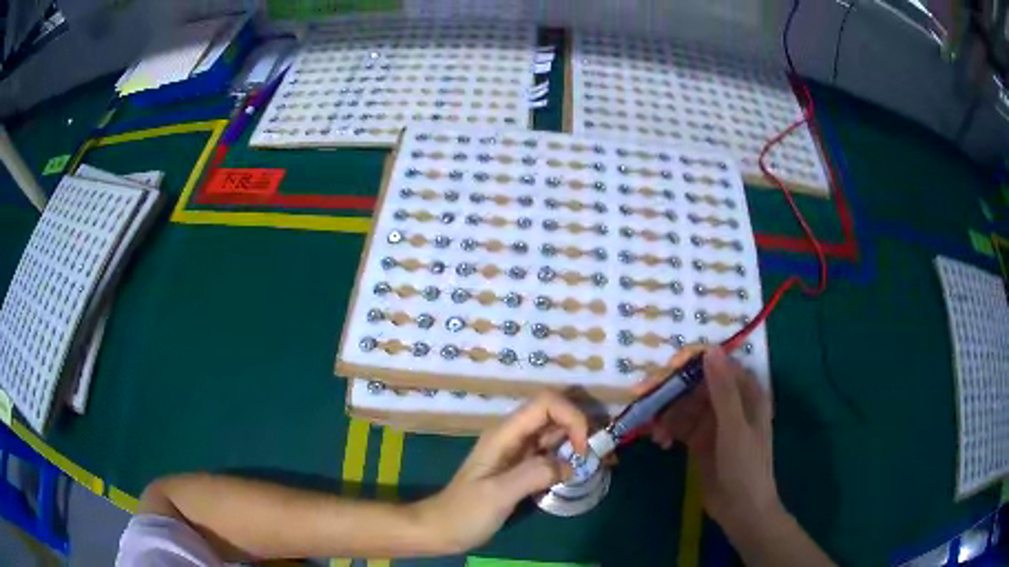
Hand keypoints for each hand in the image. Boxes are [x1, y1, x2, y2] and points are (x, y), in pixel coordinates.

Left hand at [415, 391, 587, 553]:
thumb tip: (571, 465)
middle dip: (582, 428)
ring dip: (579, 443)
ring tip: (601, 463)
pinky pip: (551, 454)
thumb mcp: (497, 494)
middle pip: (554, 414)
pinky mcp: (522, 468)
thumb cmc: (465, 512)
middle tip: (601, 455)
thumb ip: (533, 474)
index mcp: (505, 434)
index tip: (582, 450)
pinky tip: (581, 473)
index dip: (571, 417)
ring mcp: (518, 451)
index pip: (546, 403)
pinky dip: (570, 459)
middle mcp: (513, 436)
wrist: (442, 529)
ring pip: (556, 433)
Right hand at [636, 347, 780, 528]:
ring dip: (666, 414)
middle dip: (671, 392)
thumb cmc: (745, 466)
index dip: (692, 364)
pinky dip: (668, 430)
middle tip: (644, 398)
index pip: (718, 366)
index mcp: (746, 394)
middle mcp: (729, 403)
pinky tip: (660, 442)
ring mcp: (713, 423)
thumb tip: (710, 351)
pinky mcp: (700, 441)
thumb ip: (723, 391)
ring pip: (685, 407)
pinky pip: (680, 427)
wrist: (741, 509)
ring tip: (653, 430)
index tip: (667, 370)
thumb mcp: (734, 428)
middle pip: (696, 386)